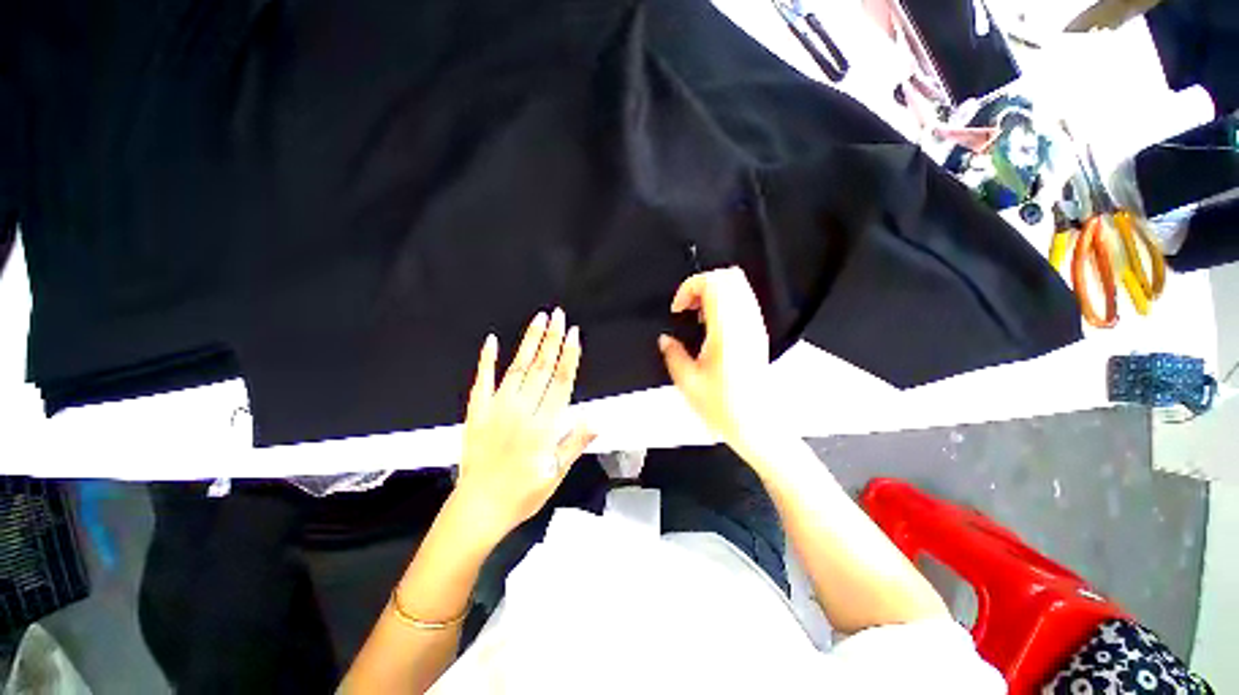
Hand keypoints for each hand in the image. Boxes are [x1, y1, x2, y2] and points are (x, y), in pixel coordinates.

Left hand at [452, 308, 594, 545]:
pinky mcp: (477, 411)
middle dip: (552, 338)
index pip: (562, 381)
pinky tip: (491, 340)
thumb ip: (575, 443)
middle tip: (559, 314)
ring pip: (518, 367)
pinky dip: (486, 360)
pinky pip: (482, 380)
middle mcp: (523, 410)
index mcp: (544, 425)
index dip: (569, 355)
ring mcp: (497, 408)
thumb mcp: (557, 474)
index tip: (574, 334)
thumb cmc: (523, 493)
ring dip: (529, 341)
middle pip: (542, 367)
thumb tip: (597, 419)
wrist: (479, 508)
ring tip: (539, 319)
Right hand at [658, 268, 775, 454]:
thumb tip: (665, 339)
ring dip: (714, 292)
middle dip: (702, 285)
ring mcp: (755, 326)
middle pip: (728, 276)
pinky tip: (712, 326)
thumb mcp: (687, 381)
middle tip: (688, 307)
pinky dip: (725, 302)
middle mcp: (745, 323)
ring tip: (698, 316)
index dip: (689, 287)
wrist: (755, 423)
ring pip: (739, 285)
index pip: (713, 282)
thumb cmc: (724, 406)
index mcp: (726, 331)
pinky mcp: (758, 333)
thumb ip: (672, 353)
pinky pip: (744, 301)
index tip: (678, 307)